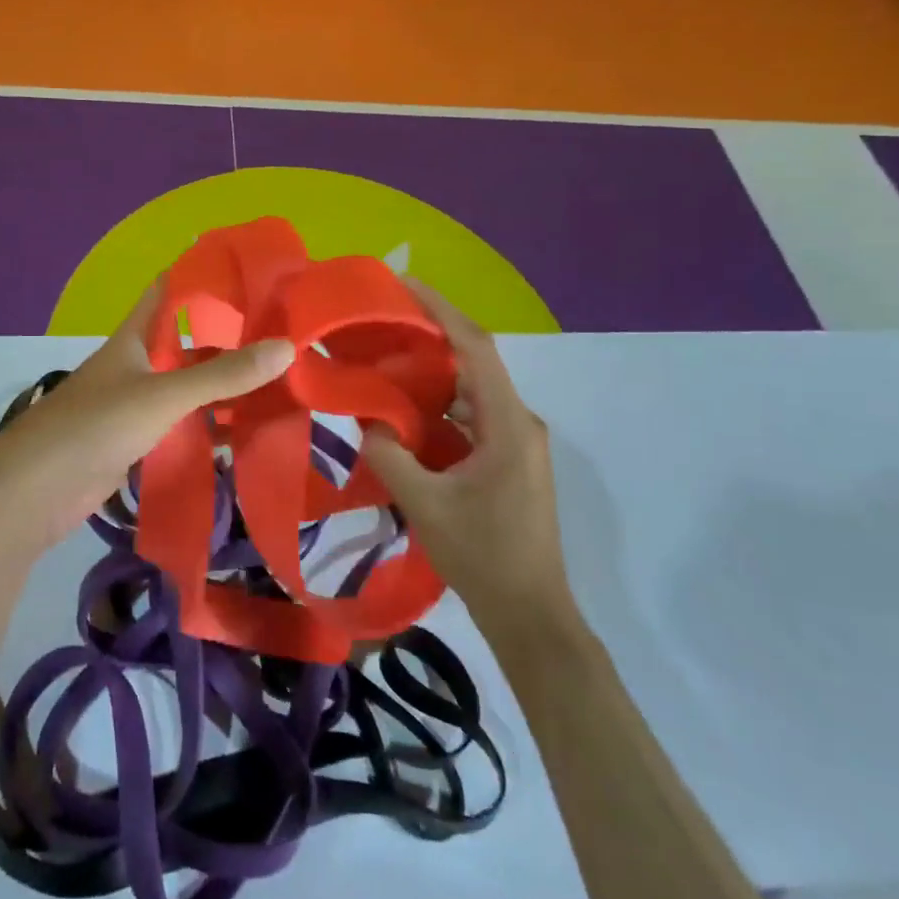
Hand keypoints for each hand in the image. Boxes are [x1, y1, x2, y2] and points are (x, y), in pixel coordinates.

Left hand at [0, 281, 295, 554]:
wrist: (33, 492)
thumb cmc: (95, 426)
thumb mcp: (163, 395)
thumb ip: (223, 374)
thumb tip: (287, 347)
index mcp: (134, 338)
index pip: (169, 292)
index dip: (203, 277)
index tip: (251, 273)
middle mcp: (136, 365)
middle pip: (188, 344)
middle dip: (230, 341)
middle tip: (283, 338)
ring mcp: (134, 406)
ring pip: (188, 389)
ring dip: (224, 389)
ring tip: (279, 385)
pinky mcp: (135, 443)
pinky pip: (181, 427)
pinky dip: (210, 428)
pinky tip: (246, 434)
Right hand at [364, 279, 574, 626]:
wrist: (530, 614)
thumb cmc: (482, 555)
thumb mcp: (424, 503)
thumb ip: (390, 454)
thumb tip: (368, 421)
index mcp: (507, 423)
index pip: (475, 347)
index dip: (440, 310)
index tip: (403, 284)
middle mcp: (517, 422)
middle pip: (473, 364)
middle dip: (430, 337)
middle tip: (383, 322)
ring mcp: (516, 443)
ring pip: (471, 392)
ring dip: (432, 376)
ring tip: (386, 362)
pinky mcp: (508, 462)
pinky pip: (471, 419)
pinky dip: (440, 409)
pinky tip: (406, 414)